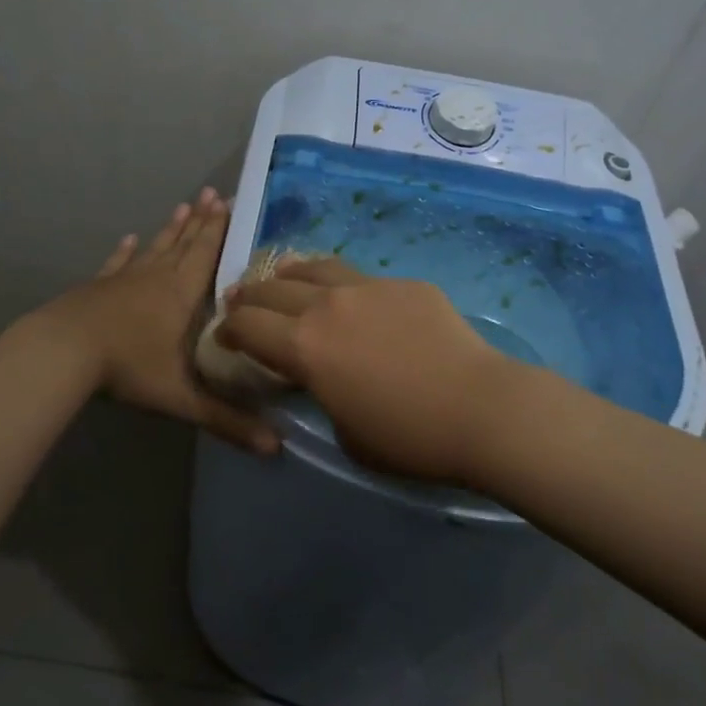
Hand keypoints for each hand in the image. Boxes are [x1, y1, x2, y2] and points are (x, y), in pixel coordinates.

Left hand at [41, 189, 280, 455]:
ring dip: (171, 229)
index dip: (219, 231)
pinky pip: (118, 263)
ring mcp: (124, 279)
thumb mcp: (181, 398)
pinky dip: (126, 251)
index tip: (229, 203)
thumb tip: (275, 448)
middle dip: (201, 221)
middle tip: (212, 194)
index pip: (206, 256)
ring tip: (183, 206)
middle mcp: (156, 278)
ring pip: (154, 248)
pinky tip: (129, 239)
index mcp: (180, 296)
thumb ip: (226, 420)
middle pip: (183, 244)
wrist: (62, 352)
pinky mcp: (98, 287)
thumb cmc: (127, 367)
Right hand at [216, 257, 523, 485]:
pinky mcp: (404, 284)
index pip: (247, 325)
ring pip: (315, 268)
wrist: (480, 408)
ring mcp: (368, 287)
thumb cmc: (408, 438)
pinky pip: (362, 278)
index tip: (225, 335)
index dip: (228, 329)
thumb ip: (323, 394)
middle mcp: (327, 305)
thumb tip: (324, 376)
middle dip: (250, 296)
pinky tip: (356, 302)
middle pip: (273, 288)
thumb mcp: (345, 431)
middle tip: (243, 303)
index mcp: (304, 346)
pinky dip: (344, 287)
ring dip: (291, 276)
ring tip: (286, 280)